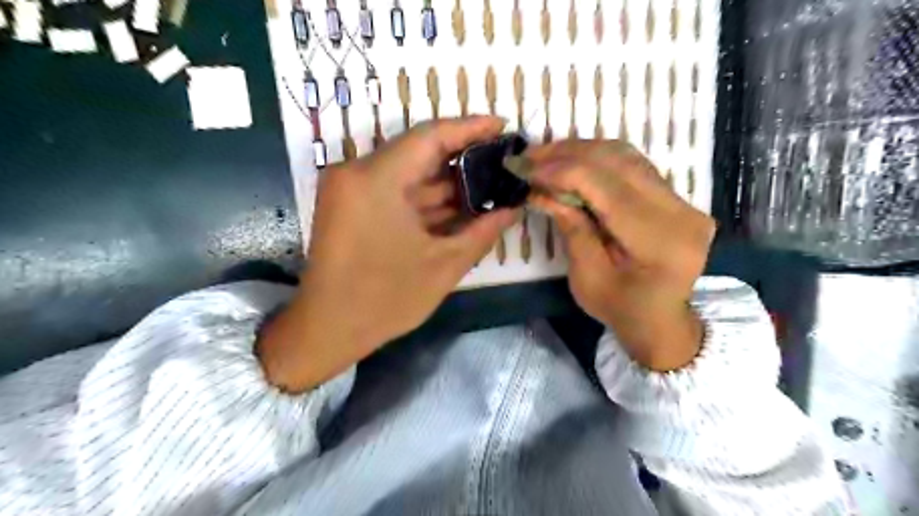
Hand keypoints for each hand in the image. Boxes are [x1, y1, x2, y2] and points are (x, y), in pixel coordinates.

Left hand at [258, 114, 514, 390]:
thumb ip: (483, 231)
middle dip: (462, 157)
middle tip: (501, 159)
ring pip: (408, 172)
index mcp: (375, 179)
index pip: (430, 136)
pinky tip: (459, 203)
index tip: (502, 125)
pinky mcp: (351, 205)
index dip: (470, 128)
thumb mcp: (444, 265)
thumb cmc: (385, 300)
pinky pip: (395, 190)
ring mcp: (351, 189)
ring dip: (446, 180)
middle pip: (418, 151)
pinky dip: (426, 197)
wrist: (328, 329)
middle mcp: (357, 172)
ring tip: (489, 182)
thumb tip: (513, 209)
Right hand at [528, 137, 712, 371]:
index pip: (606, 187)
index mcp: (659, 241)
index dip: (561, 171)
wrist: (660, 320)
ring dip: (581, 151)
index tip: (523, 167)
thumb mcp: (586, 276)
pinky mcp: (677, 197)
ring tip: (545, 156)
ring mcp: (684, 201)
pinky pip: (633, 166)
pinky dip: (598, 159)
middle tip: (529, 156)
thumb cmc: (620, 309)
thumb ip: (570, 226)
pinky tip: (571, 162)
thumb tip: (540, 188)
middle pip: (619, 162)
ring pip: (627, 156)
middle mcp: (681, 211)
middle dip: (567, 154)